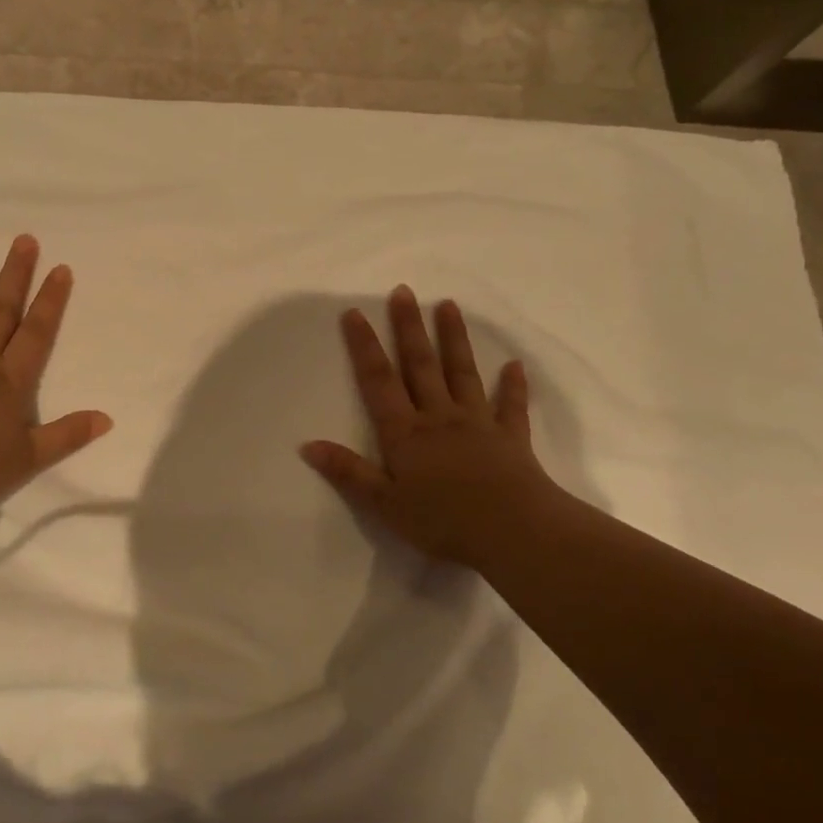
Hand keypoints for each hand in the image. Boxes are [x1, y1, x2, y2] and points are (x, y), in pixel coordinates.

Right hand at [300, 286, 562, 568]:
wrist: (512, 531)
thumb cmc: (443, 521)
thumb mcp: (384, 503)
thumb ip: (349, 472)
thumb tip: (307, 445)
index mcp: (405, 433)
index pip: (379, 381)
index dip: (364, 347)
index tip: (355, 313)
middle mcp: (439, 417)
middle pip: (421, 365)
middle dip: (409, 328)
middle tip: (403, 291)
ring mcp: (478, 423)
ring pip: (462, 373)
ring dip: (454, 339)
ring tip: (448, 306)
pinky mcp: (510, 438)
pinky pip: (511, 406)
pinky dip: (513, 386)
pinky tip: (514, 365)